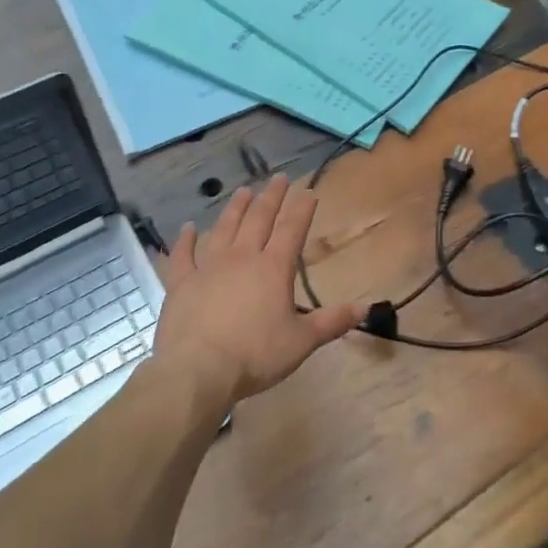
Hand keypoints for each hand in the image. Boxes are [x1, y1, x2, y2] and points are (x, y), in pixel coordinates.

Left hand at [153, 175, 363, 407]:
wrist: (197, 370)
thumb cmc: (255, 355)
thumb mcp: (301, 342)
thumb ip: (332, 321)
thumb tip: (366, 306)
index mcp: (273, 269)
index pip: (292, 230)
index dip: (302, 209)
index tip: (309, 192)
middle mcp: (241, 258)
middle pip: (258, 219)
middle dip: (271, 197)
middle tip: (278, 178)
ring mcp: (207, 267)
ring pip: (223, 228)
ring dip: (235, 208)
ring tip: (243, 191)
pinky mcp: (180, 282)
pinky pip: (182, 255)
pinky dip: (184, 240)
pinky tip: (187, 228)